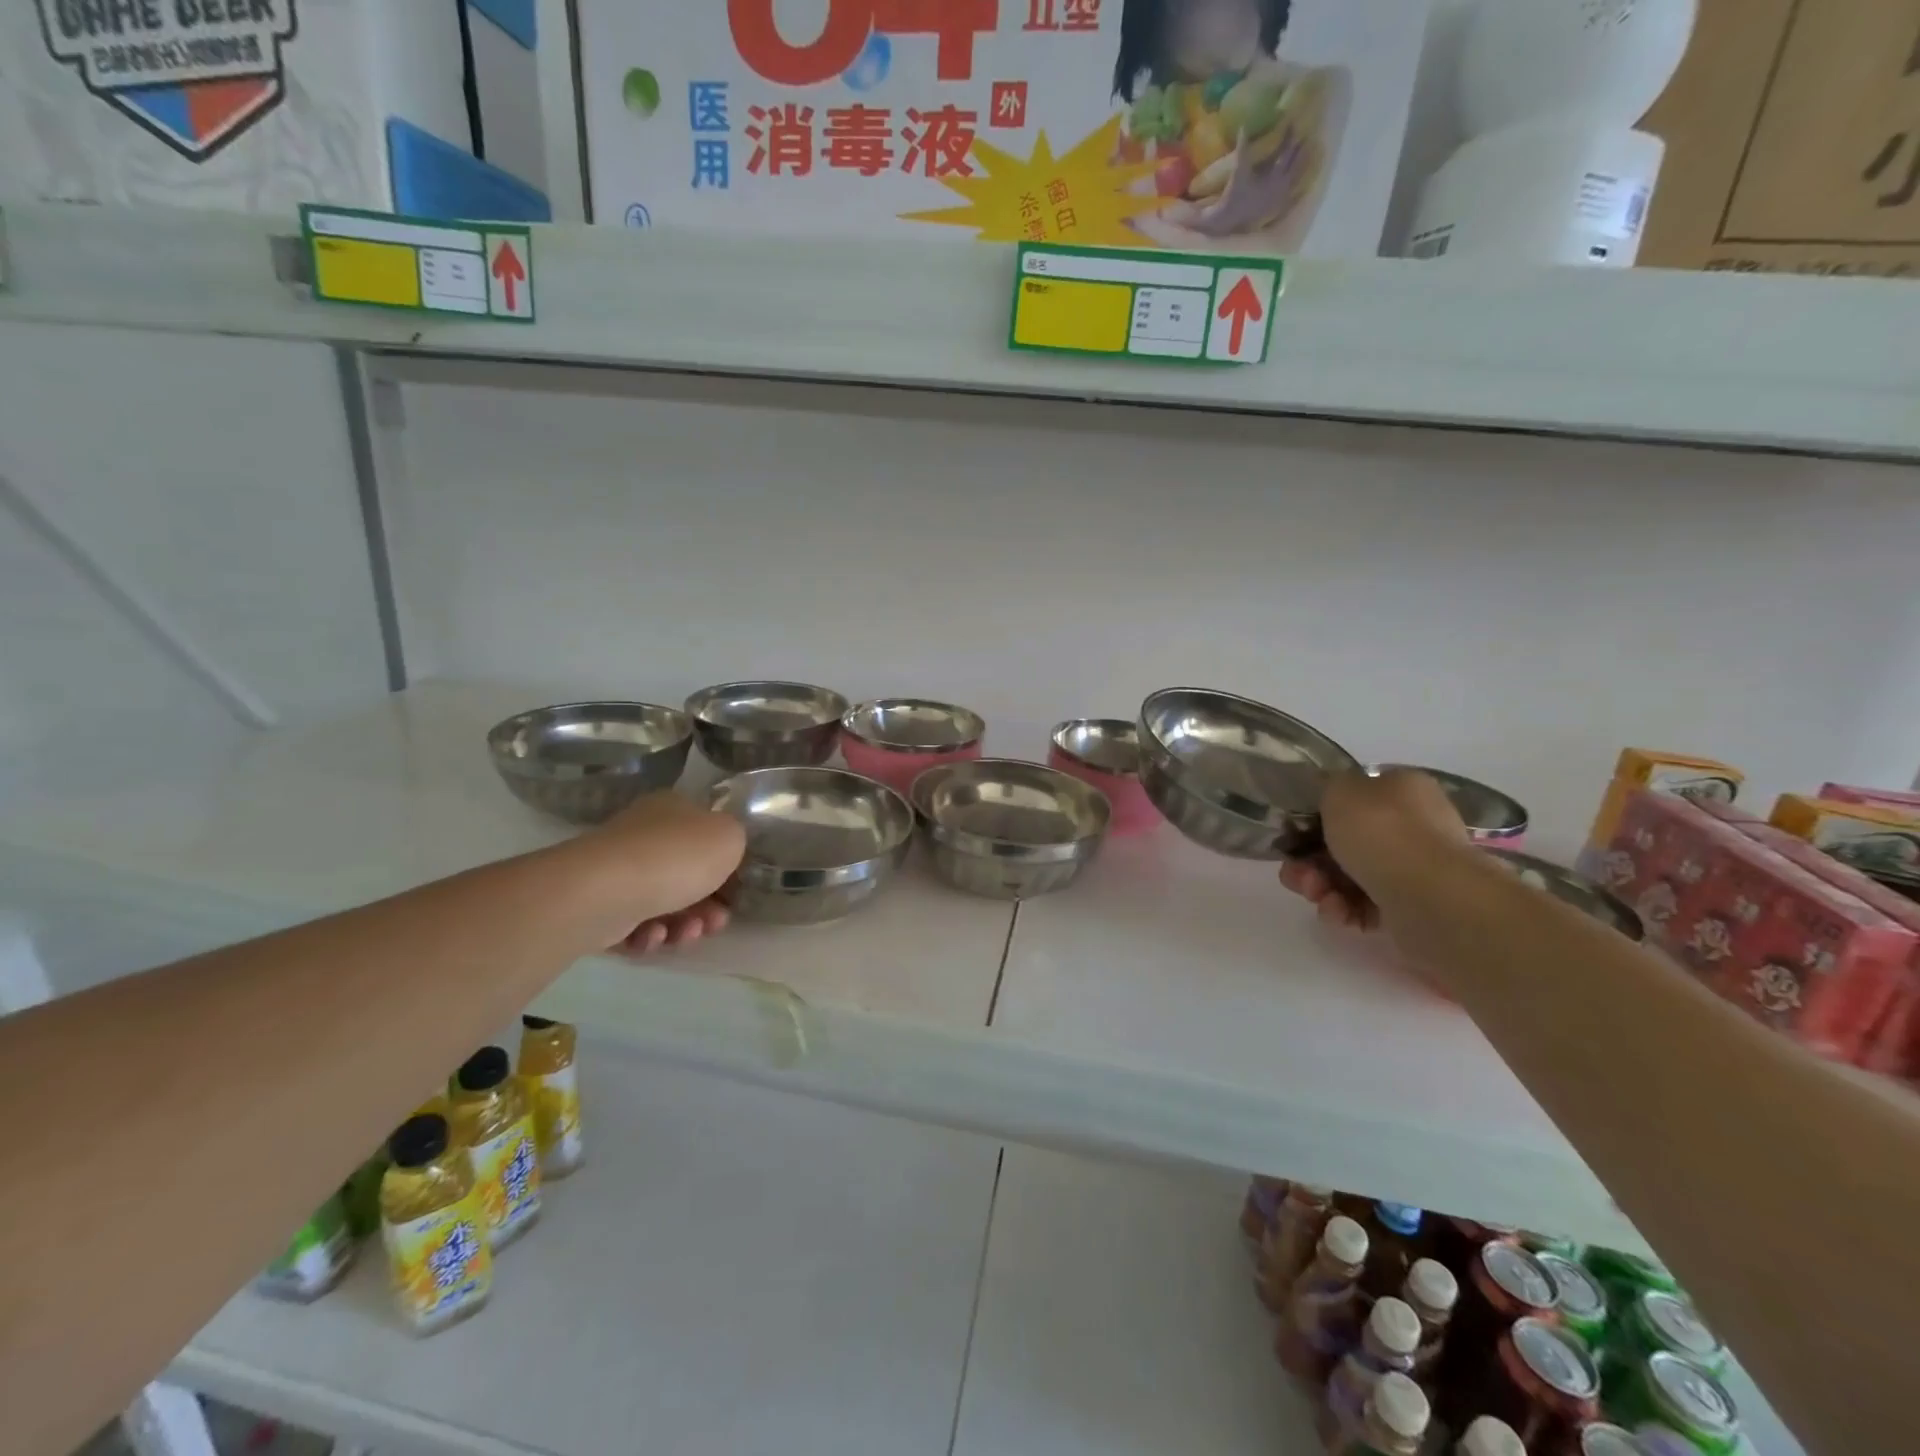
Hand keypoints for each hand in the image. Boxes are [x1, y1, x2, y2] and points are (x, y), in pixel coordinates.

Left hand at [569, 792, 746, 954]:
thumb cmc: (676, 857)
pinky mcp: (599, 906)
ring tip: (686, 934)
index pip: (705, 834)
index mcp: (672, 809)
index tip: (736, 890)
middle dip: (707, 904)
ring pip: (663, 903)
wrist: (606, 892)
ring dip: (683, 924)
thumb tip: (722, 851)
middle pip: (686, 874)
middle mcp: (643, 835)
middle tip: (716, 922)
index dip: (725, 864)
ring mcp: (618, 871)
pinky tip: (652, 936)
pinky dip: (649, 935)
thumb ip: (735, 840)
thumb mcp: (729, 836)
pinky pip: (634, 924)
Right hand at [1279, 768, 1467, 930]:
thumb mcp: (1339, 789)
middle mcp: (1413, 826)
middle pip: (1345, 840)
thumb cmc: (1382, 832)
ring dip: (1321, 885)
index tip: (1295, 830)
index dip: (1319, 812)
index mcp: (1403, 789)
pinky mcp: (1411, 908)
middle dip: (1311, 858)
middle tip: (1296, 871)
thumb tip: (1330, 794)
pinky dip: (1344, 909)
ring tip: (1314, 894)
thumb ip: (1327, 786)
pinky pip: (1365, 905)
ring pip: (1350, 875)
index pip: (1355, 795)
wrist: (1430, 897)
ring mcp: (1414, 869)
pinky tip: (1336, 911)